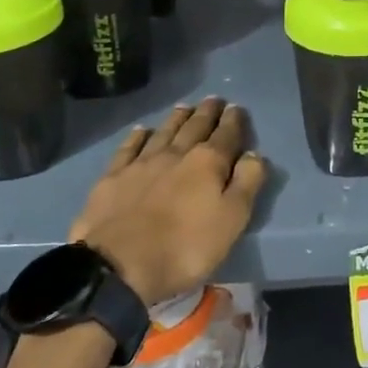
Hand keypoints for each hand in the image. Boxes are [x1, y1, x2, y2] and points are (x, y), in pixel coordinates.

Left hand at [68, 98, 266, 307]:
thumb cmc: (185, 248)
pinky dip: (138, 136)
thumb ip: (247, 183)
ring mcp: (141, 163)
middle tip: (214, 100)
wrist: (118, 267)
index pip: (226, 134)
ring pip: (164, 132)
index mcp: (208, 162)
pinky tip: (141, 130)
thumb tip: (254, 154)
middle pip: (195, 127)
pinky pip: (129, 148)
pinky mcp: (113, 178)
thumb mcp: (232, 220)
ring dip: (177, 118)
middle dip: (207, 112)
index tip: (237, 108)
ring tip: (185, 107)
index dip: (234, 121)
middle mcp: (176, 153)